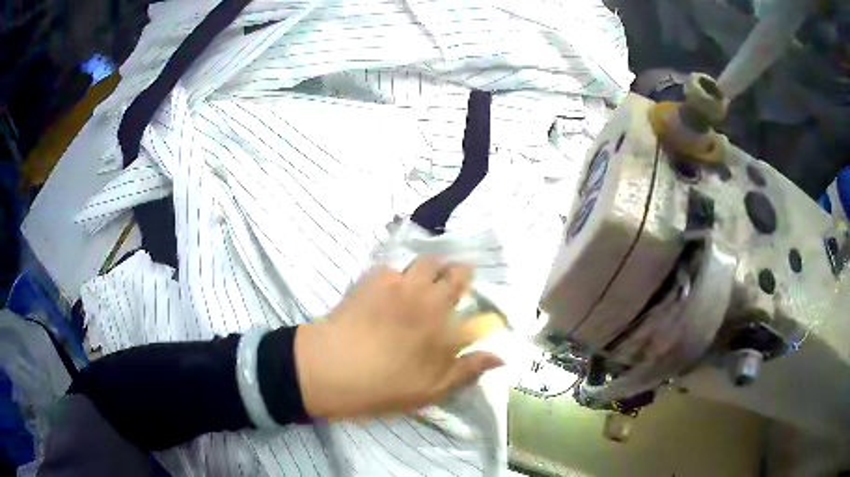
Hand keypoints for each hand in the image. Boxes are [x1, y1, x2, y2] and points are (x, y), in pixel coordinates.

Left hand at [294, 257, 503, 418]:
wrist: (333, 368)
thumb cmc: (386, 384)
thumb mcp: (433, 388)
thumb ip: (468, 369)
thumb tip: (501, 356)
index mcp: (441, 317)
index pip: (464, 284)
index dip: (468, 279)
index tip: (467, 285)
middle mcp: (422, 293)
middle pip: (443, 265)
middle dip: (450, 269)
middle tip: (445, 284)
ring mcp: (394, 283)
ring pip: (418, 261)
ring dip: (425, 269)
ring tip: (419, 285)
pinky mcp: (368, 281)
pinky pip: (389, 269)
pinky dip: (395, 276)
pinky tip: (387, 291)